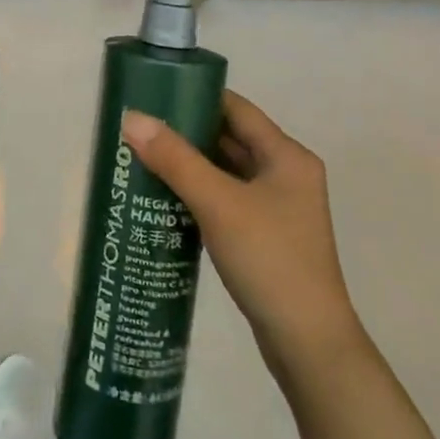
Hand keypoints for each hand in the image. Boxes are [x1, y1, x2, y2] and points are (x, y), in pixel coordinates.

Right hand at [122, 92, 363, 377]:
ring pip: (225, 170)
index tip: (153, 94)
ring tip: (141, 157)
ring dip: (188, 164)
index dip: (195, 96)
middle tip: (138, 127)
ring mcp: (276, 207)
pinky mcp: (264, 234)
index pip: (236, 108)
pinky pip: (225, 198)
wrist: (308, 344)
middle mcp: (286, 174)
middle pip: (229, 137)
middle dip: (185, 131)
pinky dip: (197, 192)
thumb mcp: (218, 203)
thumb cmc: (269, 260)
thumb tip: (132, 118)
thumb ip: (175, 159)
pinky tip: (163, 198)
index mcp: (287, 156)